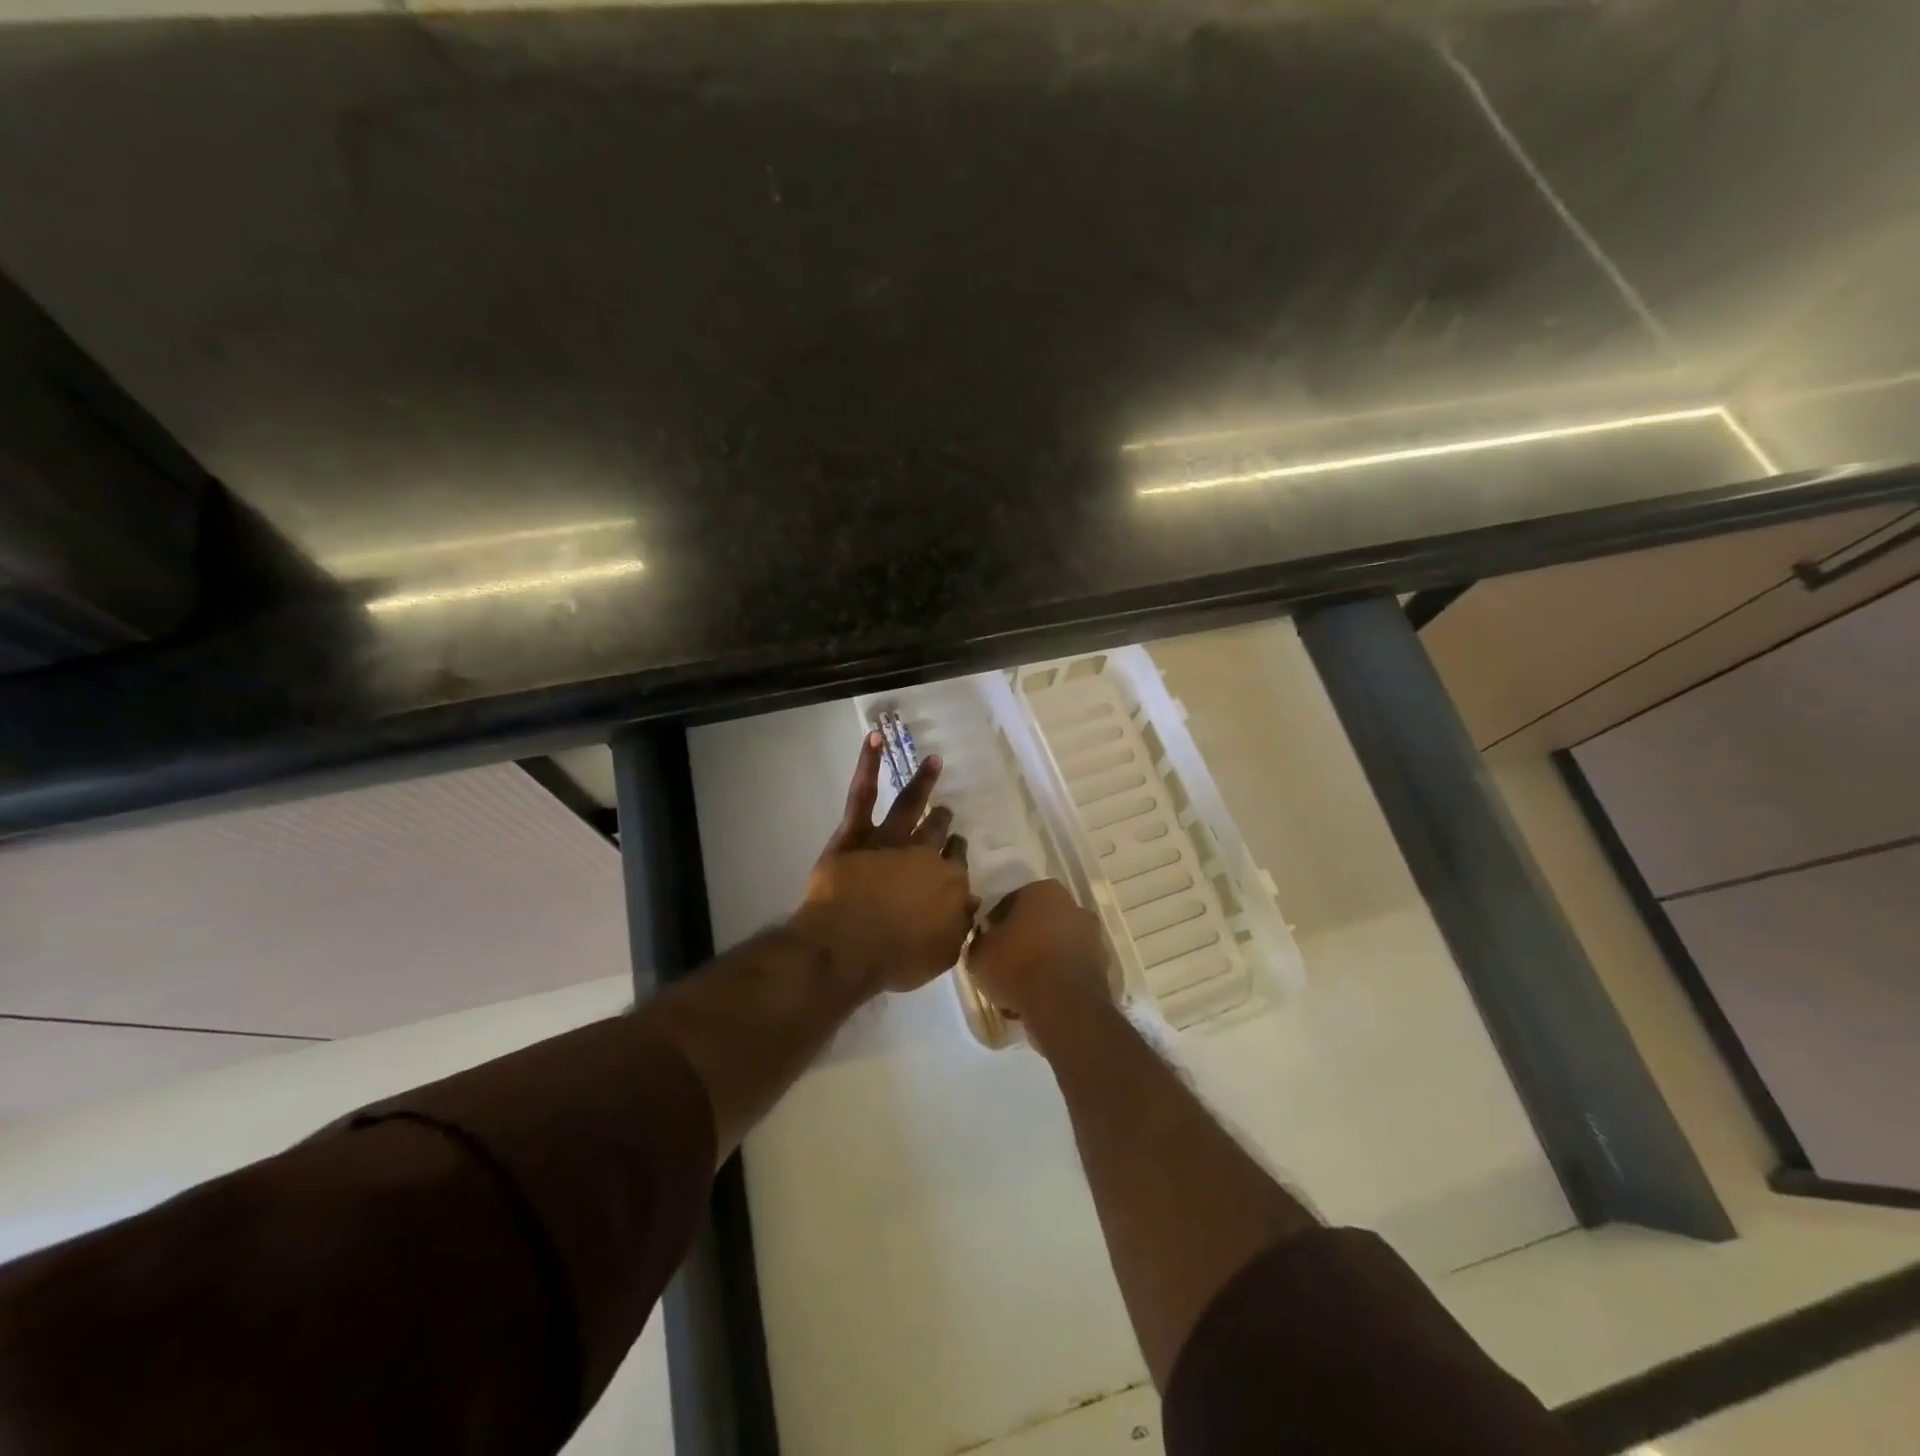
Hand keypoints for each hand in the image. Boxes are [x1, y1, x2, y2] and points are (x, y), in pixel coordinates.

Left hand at [792, 731, 976, 994]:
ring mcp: (890, 840)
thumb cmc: (895, 958)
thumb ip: (959, 925)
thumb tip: (972, 901)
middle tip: (944, 814)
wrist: (848, 947)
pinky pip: (863, 794)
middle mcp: (924, 855)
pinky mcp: (855, 834)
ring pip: (911, 805)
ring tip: (933, 762)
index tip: (954, 855)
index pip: (956, 864)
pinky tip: (874, 738)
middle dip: (942, 823)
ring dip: (923, 782)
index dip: (954, 858)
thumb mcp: (941, 954)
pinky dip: (868, 764)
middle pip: (937, 833)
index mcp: (947, 884)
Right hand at [964, 879, 1113, 1047]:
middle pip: (1035, 924)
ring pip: (1053, 947)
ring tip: (1018, 991)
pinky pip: (1068, 969)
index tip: (986, 946)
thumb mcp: (978, 953)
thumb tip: (986, 941)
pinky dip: (1056, 980)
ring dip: (1038, 963)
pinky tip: (1039, 1001)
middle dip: (1021, 942)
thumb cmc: (1017, 967)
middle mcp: (1072, 906)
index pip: (1009, 903)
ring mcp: (1091, 936)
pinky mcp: (1101, 966)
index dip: (994, 926)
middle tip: (1002, 967)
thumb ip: (980, 940)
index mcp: (1042, 891)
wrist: (1063, 1007)